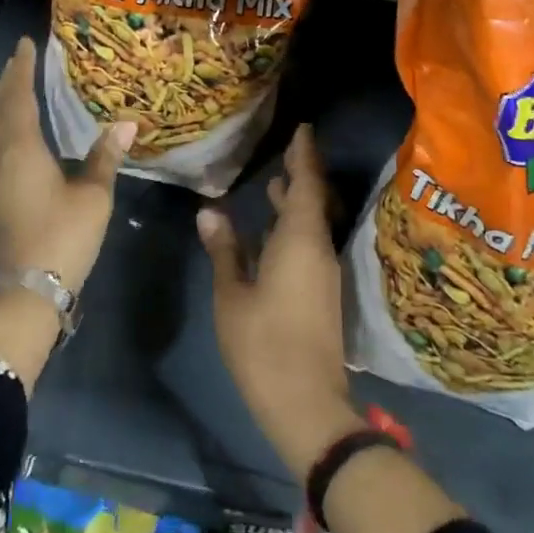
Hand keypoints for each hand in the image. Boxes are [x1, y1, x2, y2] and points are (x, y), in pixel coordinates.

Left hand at [0, 36, 134, 293]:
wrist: (26, 288)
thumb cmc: (62, 235)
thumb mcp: (93, 194)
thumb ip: (105, 156)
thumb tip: (126, 122)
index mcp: (21, 147)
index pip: (18, 96)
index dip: (22, 68)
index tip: (27, 43)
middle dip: (8, 80)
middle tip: (21, 58)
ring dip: (1, 100)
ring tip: (16, 84)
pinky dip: (1, 122)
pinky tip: (15, 127)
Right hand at [198, 126, 361, 479]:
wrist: (307, 404)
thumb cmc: (263, 344)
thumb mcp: (232, 294)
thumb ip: (224, 249)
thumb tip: (210, 211)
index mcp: (299, 240)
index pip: (307, 183)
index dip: (304, 154)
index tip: (302, 129)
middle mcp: (318, 249)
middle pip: (314, 201)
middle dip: (301, 174)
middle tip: (285, 151)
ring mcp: (323, 273)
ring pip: (312, 224)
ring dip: (296, 202)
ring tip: (275, 183)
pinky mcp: (321, 293)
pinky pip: (309, 244)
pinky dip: (294, 227)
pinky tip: (272, 232)